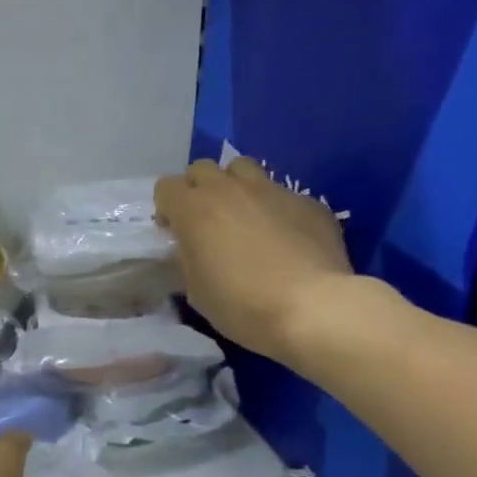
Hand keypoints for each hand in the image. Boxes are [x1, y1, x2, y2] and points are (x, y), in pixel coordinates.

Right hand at [154, 156, 366, 368]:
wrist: (310, 308)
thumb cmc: (240, 304)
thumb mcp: (196, 290)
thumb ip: (188, 258)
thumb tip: (193, 248)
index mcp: (194, 210)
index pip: (166, 187)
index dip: (167, 208)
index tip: (175, 232)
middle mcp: (230, 189)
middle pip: (202, 169)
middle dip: (198, 189)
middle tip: (206, 222)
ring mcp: (272, 190)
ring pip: (243, 168)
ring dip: (235, 187)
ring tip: (244, 218)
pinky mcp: (307, 202)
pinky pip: (282, 195)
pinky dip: (275, 210)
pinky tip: (286, 240)